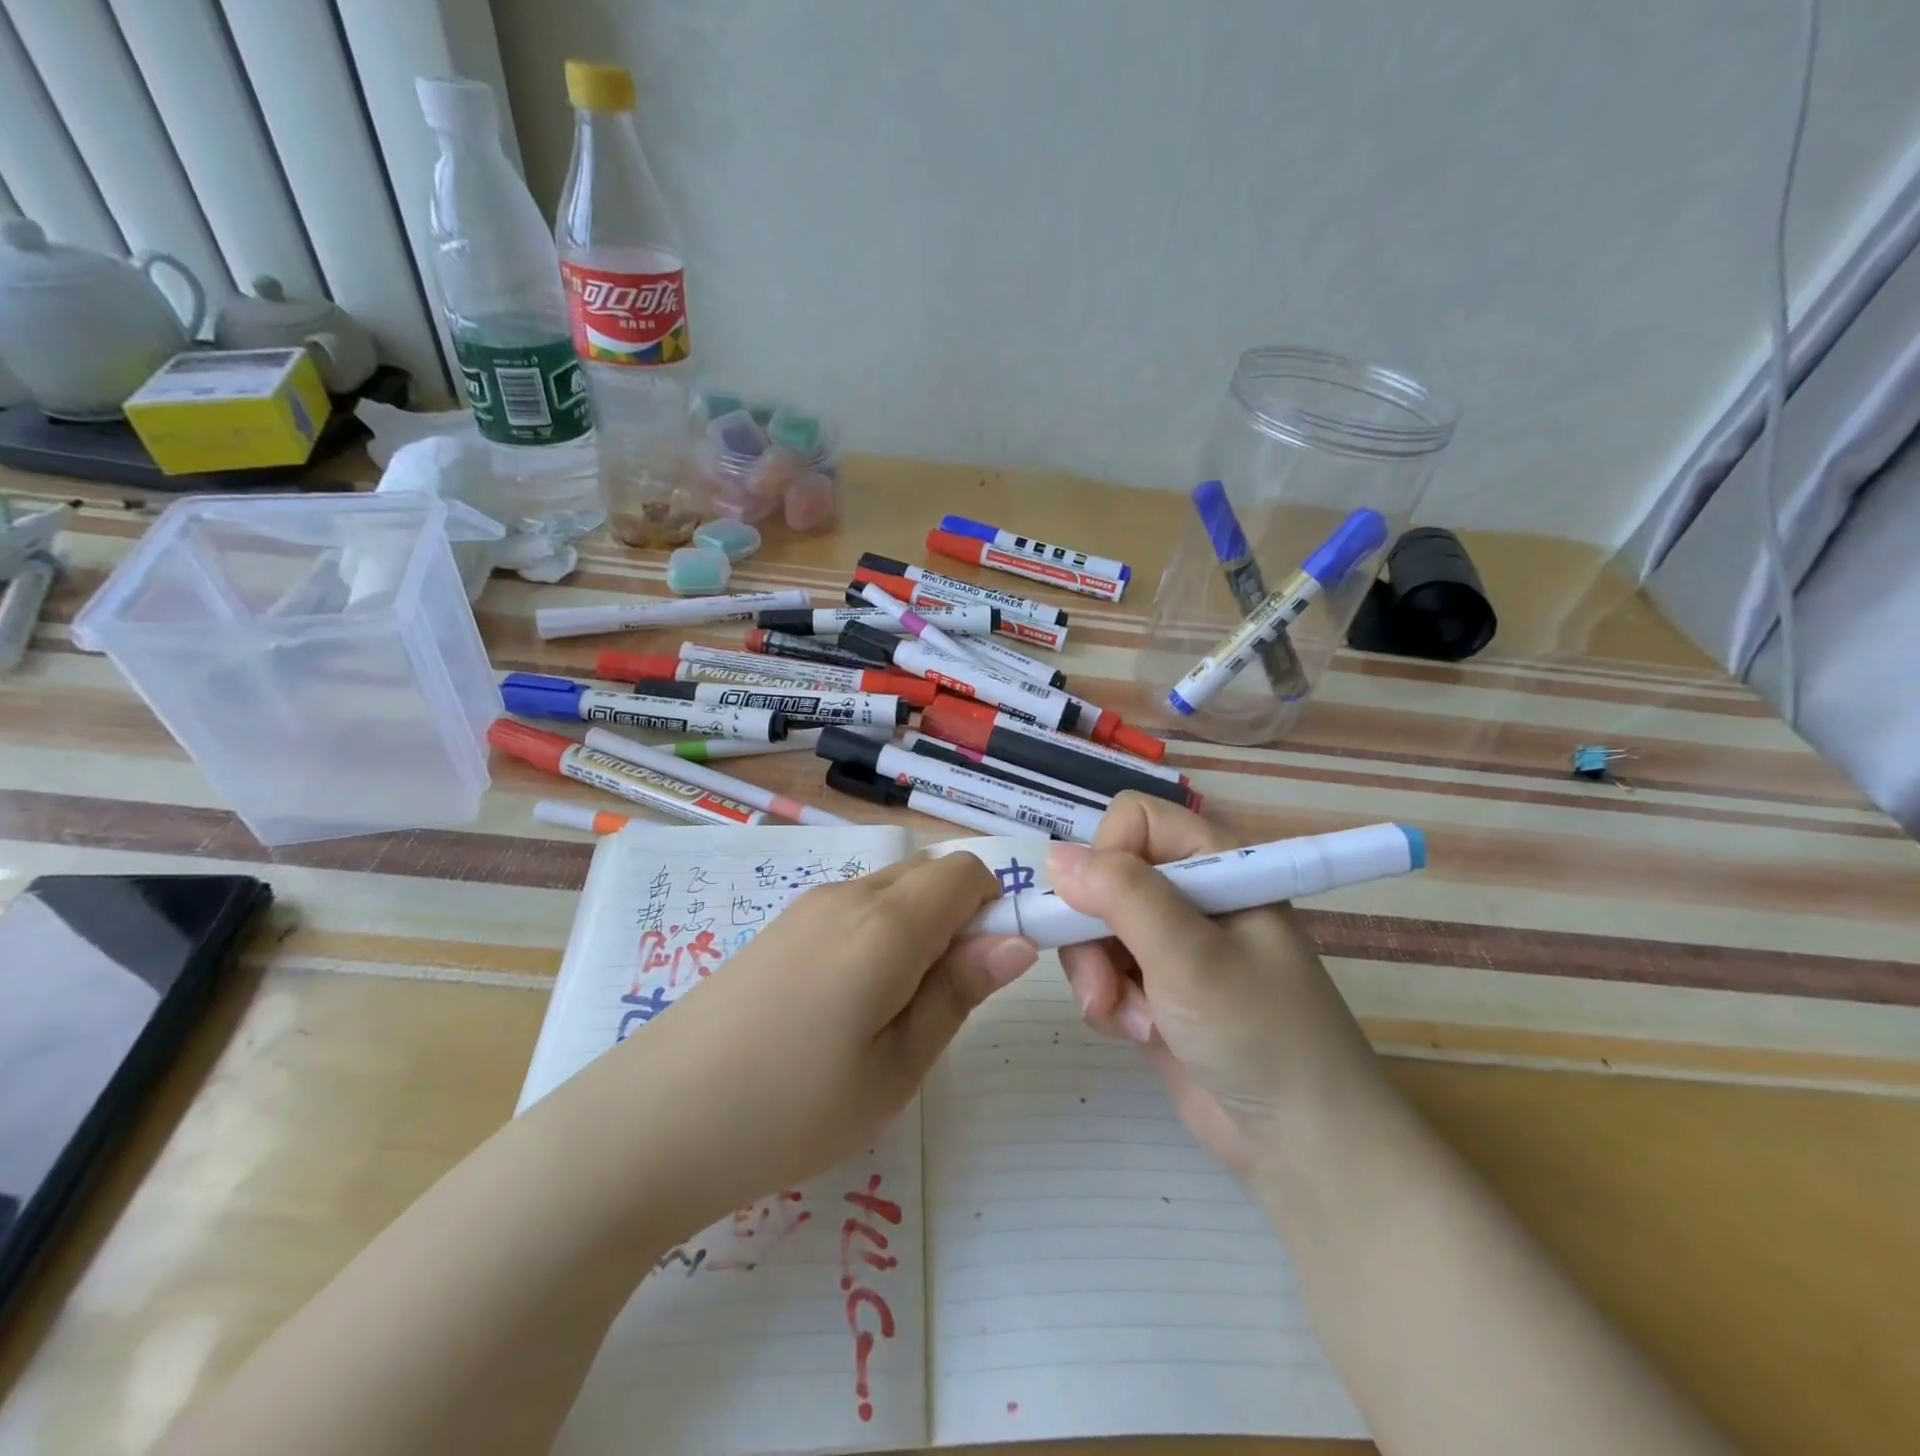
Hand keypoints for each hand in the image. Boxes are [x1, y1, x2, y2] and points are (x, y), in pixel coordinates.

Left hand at [609, 852, 1036, 1228]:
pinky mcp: (778, 929)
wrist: (650, 1124)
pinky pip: (852, 910)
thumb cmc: (790, 1108)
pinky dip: (877, 937)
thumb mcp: (895, 1068)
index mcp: (885, 922)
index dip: (995, 906)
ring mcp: (805, 907)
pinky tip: (844, 1008)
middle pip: (929, 874)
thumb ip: (957, 992)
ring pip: (890, 891)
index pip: (967, 870)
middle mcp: (846, 894)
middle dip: (958, 919)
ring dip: (916, 930)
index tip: (990, 969)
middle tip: (941, 1003)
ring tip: (890, 1016)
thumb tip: (1016, 941)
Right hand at [1048, 795, 1384, 1176]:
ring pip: (1094, 926)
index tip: (1098, 908)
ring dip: (1097, 974)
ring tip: (1129, 1019)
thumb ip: (1123, 895)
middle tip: (1104, 982)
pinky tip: (1137, 1033)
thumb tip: (1055, 856)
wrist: (1303, 1147)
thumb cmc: (1260, 1034)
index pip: (1135, 820)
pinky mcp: (1156, 988)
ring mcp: (1172, 944)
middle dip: (1092, 930)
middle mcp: (1192, 895)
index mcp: (1217, 864)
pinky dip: (1107, 1001)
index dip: (1106, 856)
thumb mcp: (1190, 956)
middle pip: (1104, 876)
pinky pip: (1102, 971)